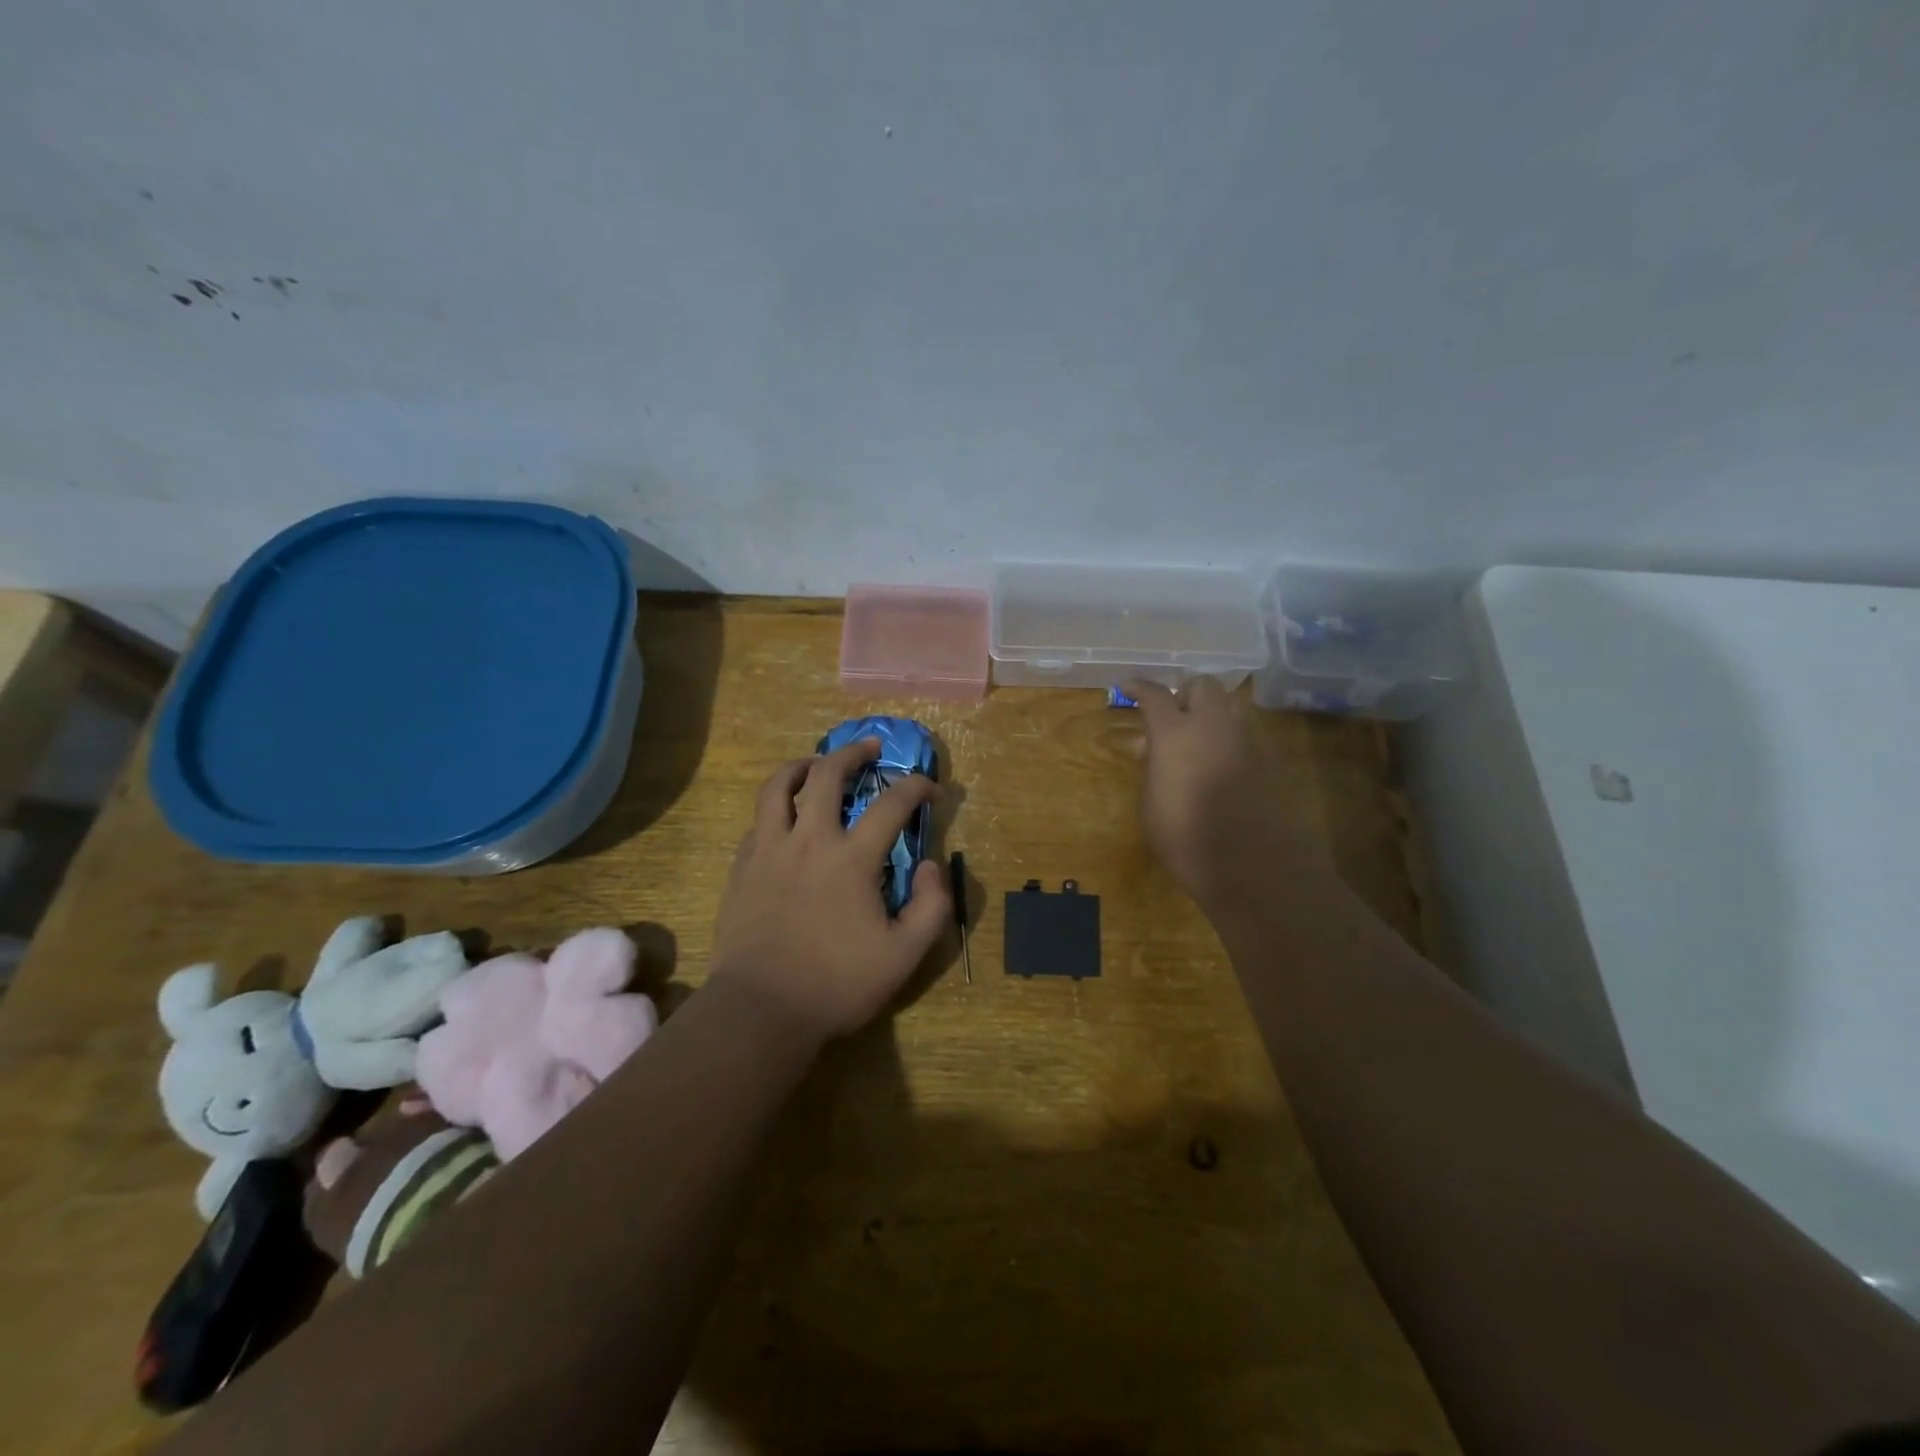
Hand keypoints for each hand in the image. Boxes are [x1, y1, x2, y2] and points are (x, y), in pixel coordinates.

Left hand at [709, 738, 949, 1041]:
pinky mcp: (741, 867)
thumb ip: (932, 905)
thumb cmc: (837, 984)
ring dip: (802, 765)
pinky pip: (758, 820)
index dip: (916, 787)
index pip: (892, 804)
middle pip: (828, 774)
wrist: (760, 1010)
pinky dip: (777, 807)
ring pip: (778, 786)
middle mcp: (809, 840)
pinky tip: (785, 818)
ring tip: (815, 763)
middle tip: (870, 747)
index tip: (930, 789)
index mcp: (851, 859)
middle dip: (853, 752)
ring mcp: (768, 850)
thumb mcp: (905, 955)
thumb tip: (930, 865)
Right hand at [1128, 678, 1319, 908]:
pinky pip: (1242, 734)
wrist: (1246, 862)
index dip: (1139, 688)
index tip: (1128, 688)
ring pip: (1228, 706)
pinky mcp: (1265, 759)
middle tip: (1171, 716)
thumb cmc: (1182, 834)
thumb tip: (1154, 748)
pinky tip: (1216, 765)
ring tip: (1195, 740)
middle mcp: (1212, 725)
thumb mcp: (1149, 801)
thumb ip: (1151, 766)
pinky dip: (1226, 739)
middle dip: (1185, 694)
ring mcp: (1243, 739)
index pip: (1154, 694)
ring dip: (1209, 714)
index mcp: (1174, 732)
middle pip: (1202, 685)